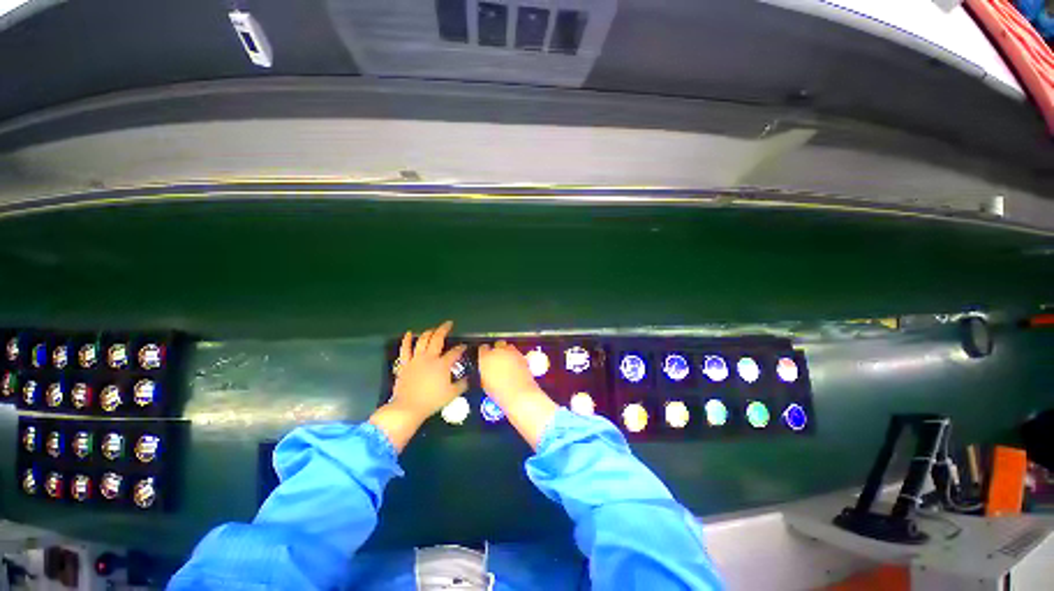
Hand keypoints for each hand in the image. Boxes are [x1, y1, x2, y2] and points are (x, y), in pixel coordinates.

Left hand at [389, 320, 467, 421]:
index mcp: (442, 364)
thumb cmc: (431, 401)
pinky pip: (405, 349)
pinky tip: (409, 334)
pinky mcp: (405, 364)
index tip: (464, 346)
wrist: (408, 408)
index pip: (455, 352)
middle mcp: (429, 357)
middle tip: (449, 324)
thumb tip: (469, 379)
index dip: (461, 348)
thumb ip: (462, 384)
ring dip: (428, 332)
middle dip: (444, 329)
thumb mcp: (452, 394)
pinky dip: (407, 340)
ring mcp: (416, 359)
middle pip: (437, 338)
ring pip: (422, 340)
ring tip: (433, 329)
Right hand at [477, 340, 541, 403]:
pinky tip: (515, 366)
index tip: (485, 358)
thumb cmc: (500, 392)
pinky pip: (516, 352)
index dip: (484, 353)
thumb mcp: (484, 383)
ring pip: (508, 346)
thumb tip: (485, 371)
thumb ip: (483, 372)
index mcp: (485, 357)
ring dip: (507, 352)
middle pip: (497, 344)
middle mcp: (498, 351)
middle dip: (497, 350)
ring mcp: (511, 352)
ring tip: (507, 362)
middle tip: (497, 360)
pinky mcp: (521, 355)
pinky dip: (515, 357)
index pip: (482, 348)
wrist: (519, 394)